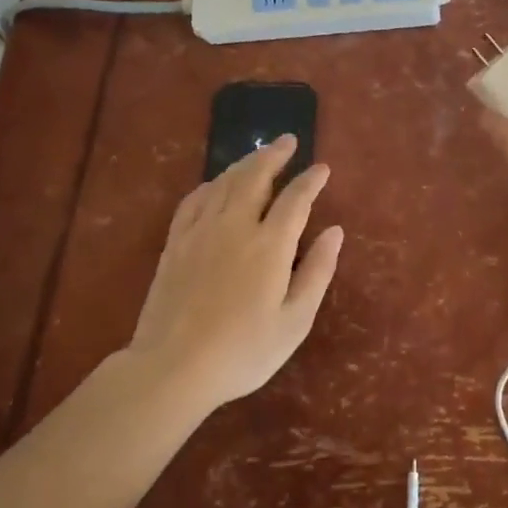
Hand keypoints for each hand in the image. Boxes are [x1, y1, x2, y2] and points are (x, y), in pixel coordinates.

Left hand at [128, 135, 343, 410]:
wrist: (173, 368)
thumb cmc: (243, 351)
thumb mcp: (295, 320)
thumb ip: (317, 271)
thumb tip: (335, 231)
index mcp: (270, 245)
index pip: (295, 199)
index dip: (311, 180)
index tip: (322, 168)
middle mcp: (235, 226)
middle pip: (255, 177)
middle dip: (274, 155)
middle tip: (287, 140)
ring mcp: (200, 232)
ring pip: (224, 183)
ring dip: (245, 163)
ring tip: (259, 154)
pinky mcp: (175, 243)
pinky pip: (194, 200)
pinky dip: (210, 185)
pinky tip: (215, 184)